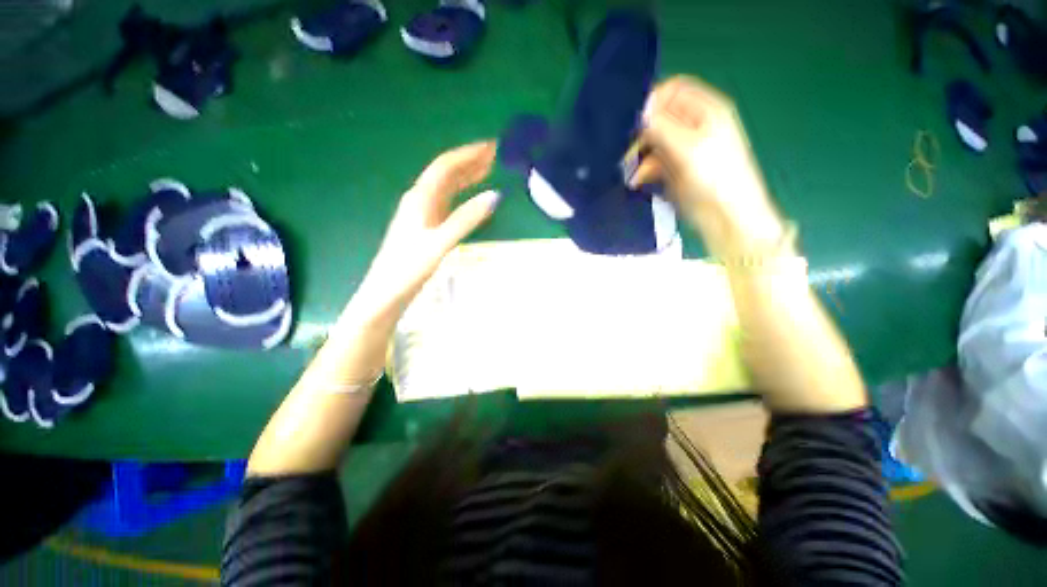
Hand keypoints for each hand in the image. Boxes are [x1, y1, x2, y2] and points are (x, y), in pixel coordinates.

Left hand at [353, 141, 498, 315]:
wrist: (387, 291)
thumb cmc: (410, 267)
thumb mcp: (440, 242)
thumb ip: (467, 219)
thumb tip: (495, 196)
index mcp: (420, 198)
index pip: (446, 167)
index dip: (468, 154)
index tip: (490, 147)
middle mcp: (420, 199)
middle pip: (446, 173)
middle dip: (469, 161)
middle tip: (494, 154)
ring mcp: (422, 213)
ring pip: (447, 187)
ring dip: (466, 176)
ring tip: (487, 168)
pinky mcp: (425, 226)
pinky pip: (447, 202)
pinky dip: (462, 194)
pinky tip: (470, 196)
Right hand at [630, 76, 781, 252]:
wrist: (725, 215)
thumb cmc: (714, 177)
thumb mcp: (687, 147)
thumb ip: (661, 126)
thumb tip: (638, 111)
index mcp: (705, 109)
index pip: (673, 90)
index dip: (652, 102)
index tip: (632, 122)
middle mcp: (694, 124)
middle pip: (660, 116)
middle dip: (642, 133)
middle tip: (627, 151)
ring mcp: (683, 148)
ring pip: (653, 141)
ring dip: (640, 154)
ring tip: (630, 171)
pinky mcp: (675, 168)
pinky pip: (653, 161)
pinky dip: (643, 169)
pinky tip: (637, 180)